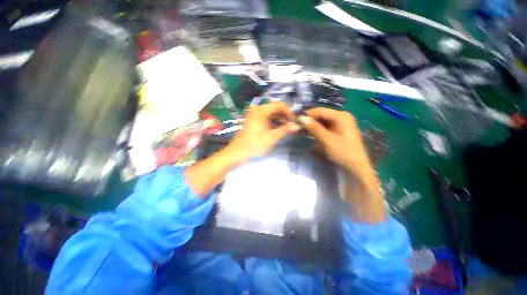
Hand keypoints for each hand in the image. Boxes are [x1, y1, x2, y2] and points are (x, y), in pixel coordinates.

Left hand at [227, 102, 299, 162]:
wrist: (238, 152)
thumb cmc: (255, 144)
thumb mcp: (272, 137)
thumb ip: (285, 130)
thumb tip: (297, 126)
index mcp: (261, 111)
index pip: (279, 105)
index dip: (288, 112)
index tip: (294, 121)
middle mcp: (257, 110)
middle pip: (274, 109)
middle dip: (284, 116)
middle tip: (291, 126)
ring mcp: (254, 116)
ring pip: (270, 114)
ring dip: (279, 120)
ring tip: (286, 128)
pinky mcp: (253, 122)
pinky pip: (265, 119)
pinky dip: (272, 123)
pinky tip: (277, 129)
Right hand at [299, 107, 384, 222]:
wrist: (355, 169)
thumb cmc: (343, 152)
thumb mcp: (326, 139)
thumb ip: (314, 128)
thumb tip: (301, 117)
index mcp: (341, 116)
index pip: (319, 111)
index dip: (307, 115)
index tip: (295, 121)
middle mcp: (341, 117)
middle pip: (321, 116)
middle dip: (309, 121)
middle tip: (297, 127)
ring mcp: (340, 125)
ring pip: (322, 122)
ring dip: (311, 127)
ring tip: (301, 131)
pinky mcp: (338, 132)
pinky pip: (324, 128)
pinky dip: (316, 131)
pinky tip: (310, 135)